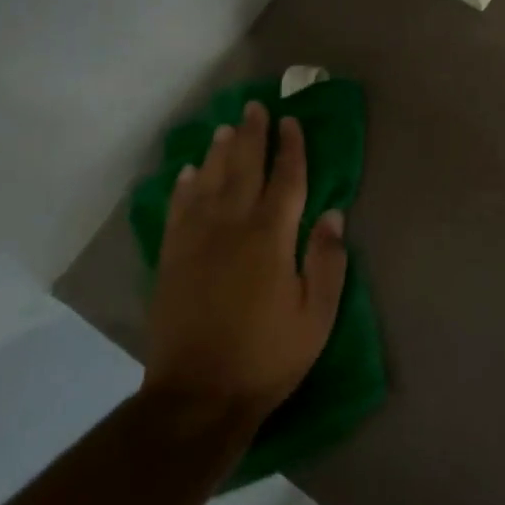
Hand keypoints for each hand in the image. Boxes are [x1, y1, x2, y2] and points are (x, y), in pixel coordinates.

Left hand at [142, 101, 348, 435]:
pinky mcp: (172, 260)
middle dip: (252, 136)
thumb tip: (332, 214)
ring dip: (218, 153)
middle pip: (243, 170)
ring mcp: (196, 243)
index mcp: (271, 239)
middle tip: (254, 106)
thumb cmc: (268, 356)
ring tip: (226, 128)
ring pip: (208, 183)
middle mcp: (231, 228)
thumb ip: (326, 261)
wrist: (198, 397)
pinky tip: (189, 173)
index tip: (291, 121)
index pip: (286, 180)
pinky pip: (178, 211)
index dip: (291, 148)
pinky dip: (184, 188)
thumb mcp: (316, 315)